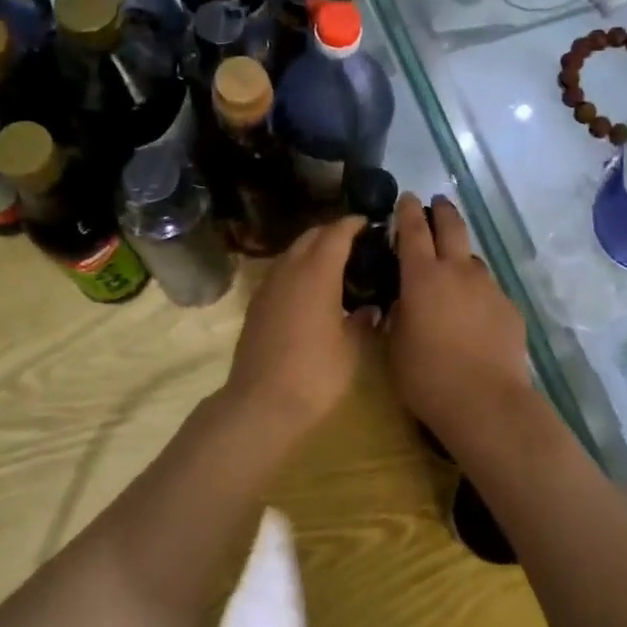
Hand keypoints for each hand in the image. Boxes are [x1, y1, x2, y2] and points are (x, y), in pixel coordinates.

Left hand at [223, 216, 371, 438]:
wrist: (260, 403)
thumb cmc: (314, 375)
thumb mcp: (350, 350)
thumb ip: (362, 322)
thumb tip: (370, 309)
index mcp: (316, 274)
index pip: (335, 234)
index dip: (353, 224)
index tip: (369, 223)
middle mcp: (289, 271)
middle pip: (310, 237)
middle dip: (332, 233)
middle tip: (356, 242)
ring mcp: (267, 287)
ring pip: (291, 253)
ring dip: (312, 250)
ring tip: (336, 264)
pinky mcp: (256, 305)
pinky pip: (280, 272)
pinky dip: (297, 269)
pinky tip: (310, 289)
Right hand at [388, 194, 529, 440]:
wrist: (485, 401)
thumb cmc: (427, 376)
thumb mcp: (394, 344)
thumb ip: (397, 314)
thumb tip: (403, 300)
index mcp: (422, 276)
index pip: (413, 229)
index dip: (408, 210)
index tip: (406, 197)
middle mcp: (458, 272)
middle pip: (452, 227)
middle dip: (443, 210)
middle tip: (437, 203)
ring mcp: (488, 288)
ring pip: (473, 259)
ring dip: (461, 256)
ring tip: (453, 270)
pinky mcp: (509, 308)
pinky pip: (488, 290)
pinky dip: (477, 293)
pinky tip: (474, 315)